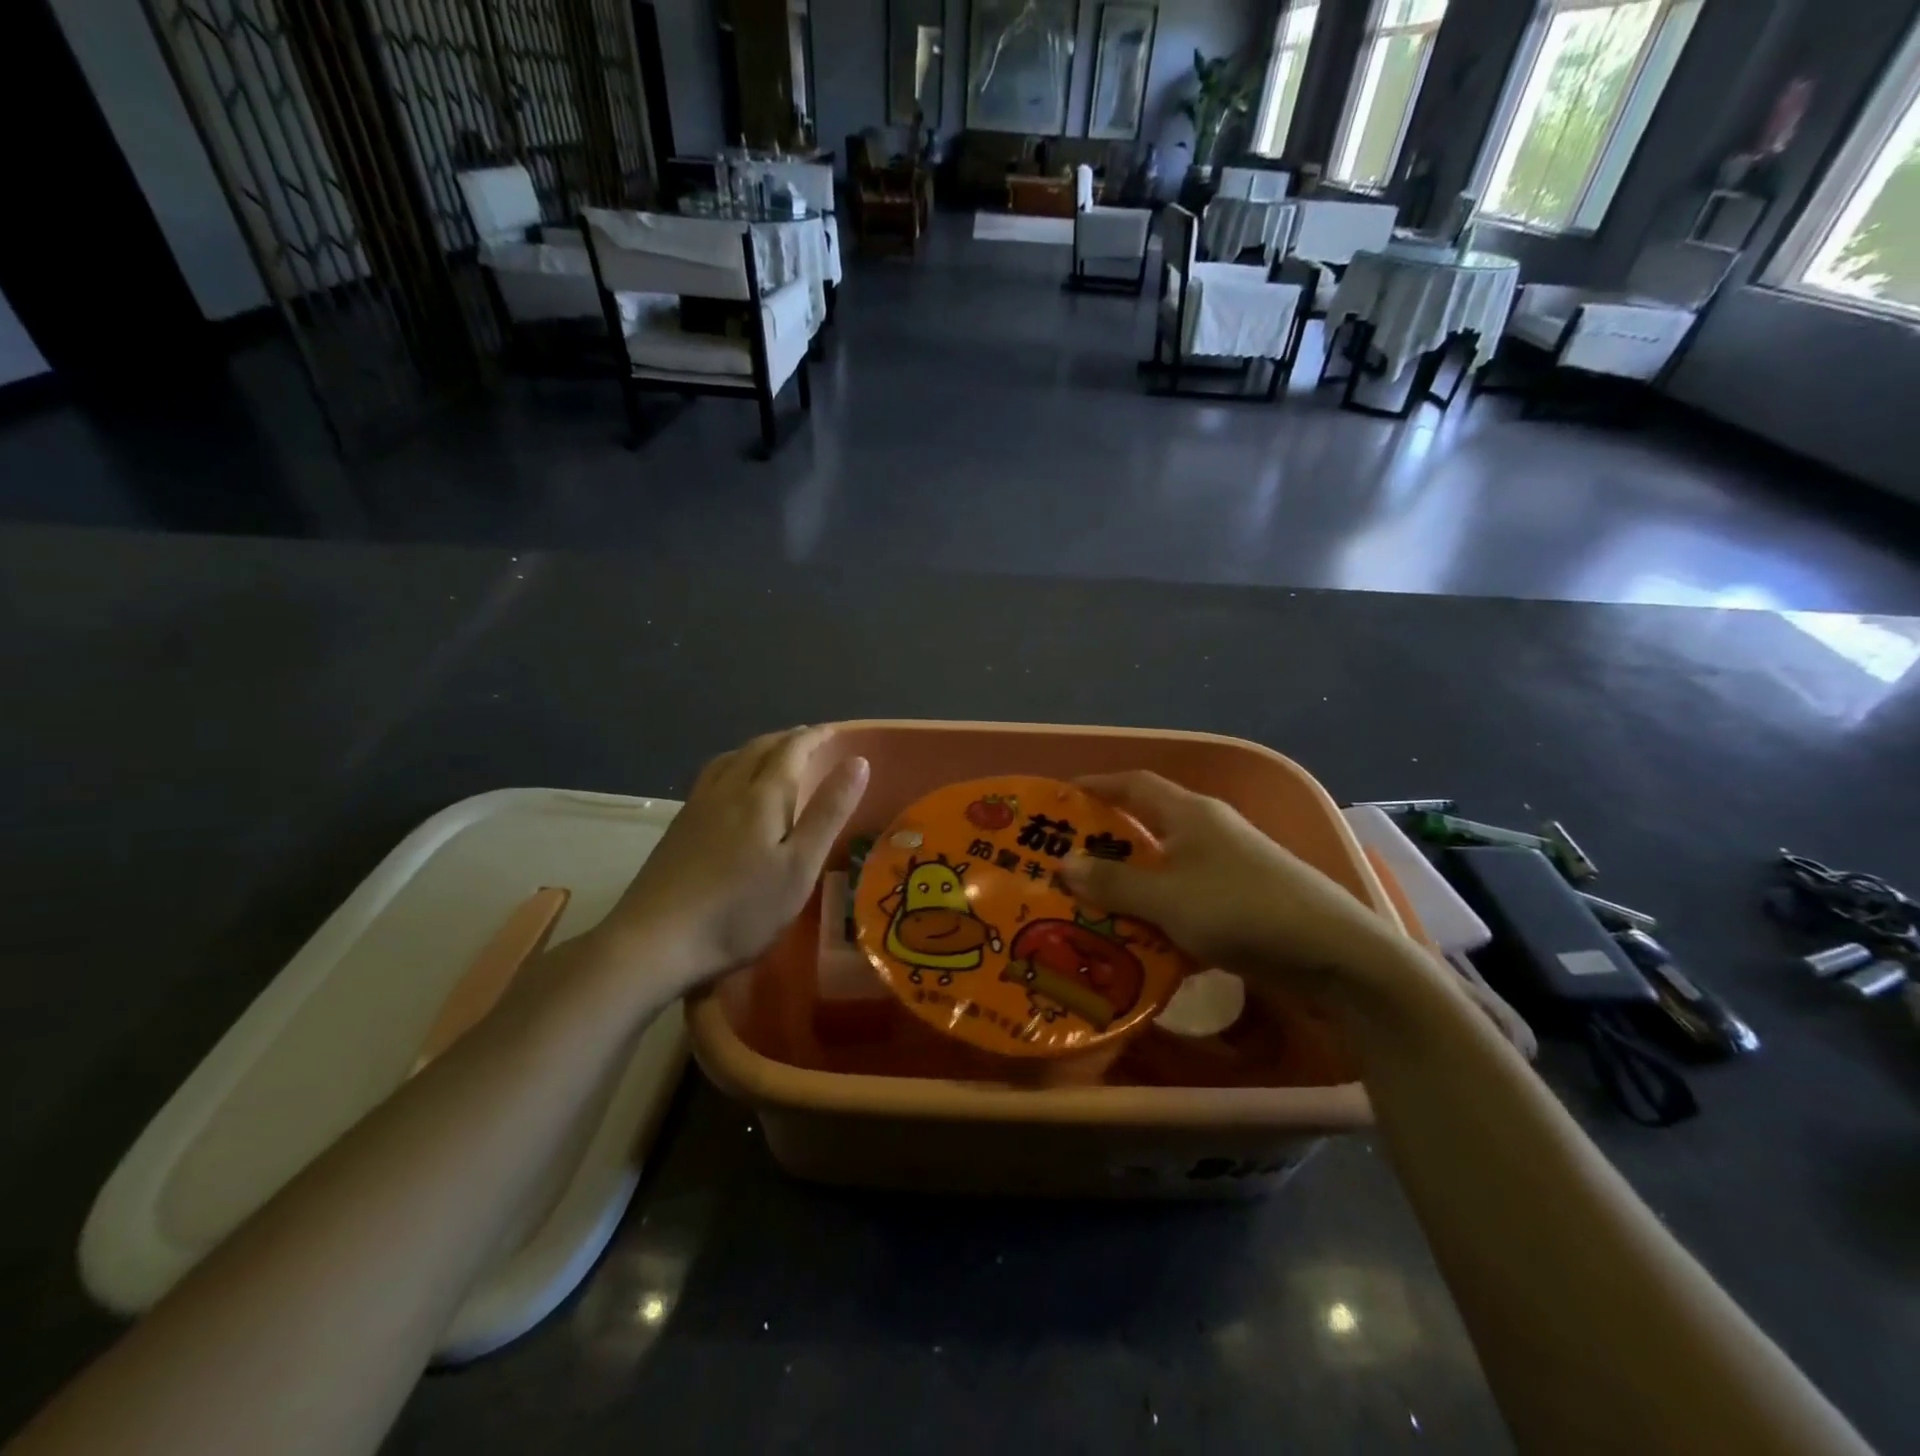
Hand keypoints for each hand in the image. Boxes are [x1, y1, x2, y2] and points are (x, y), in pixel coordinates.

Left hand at [597, 727, 868, 986]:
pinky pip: (711, 777)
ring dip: (757, 748)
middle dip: (788, 738)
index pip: (792, 750)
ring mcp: (697, 807)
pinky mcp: (677, 828)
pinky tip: (730, 788)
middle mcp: (727, 790)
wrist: (655, 941)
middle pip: (759, 748)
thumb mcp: (799, 866)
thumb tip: (857, 761)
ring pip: (730, 759)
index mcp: (762, 796)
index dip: (816, 736)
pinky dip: (733, 766)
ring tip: (772, 754)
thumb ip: (828, 812)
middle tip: (810, 739)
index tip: (836, 730)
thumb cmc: (740, 909)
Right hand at [1061, 771, 1394, 993]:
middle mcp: (1210, 831)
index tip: (1061, 797)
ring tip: (1090, 905)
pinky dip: (1159, 913)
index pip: (1134, 785)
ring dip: (1131, 884)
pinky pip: (1186, 899)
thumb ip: (1114, 883)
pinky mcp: (1243, 902)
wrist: (1334, 955)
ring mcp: (1230, 867)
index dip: (1098, 786)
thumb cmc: (1241, 910)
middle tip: (1065, 863)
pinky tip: (1139, 940)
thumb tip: (1063, 865)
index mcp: (1191, 814)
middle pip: (1148, 826)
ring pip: (1166, 868)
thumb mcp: (1167, 898)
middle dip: (1107, 843)